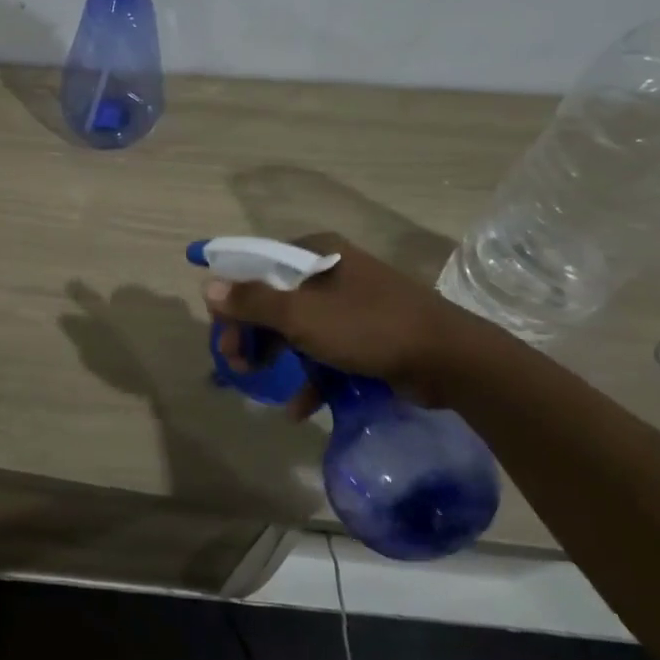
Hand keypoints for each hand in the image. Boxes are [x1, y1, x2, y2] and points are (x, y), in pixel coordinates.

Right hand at [203, 233, 482, 408]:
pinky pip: (323, 349)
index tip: (218, 327)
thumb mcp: (303, 315)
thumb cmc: (370, 327)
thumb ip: (253, 301)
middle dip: (250, 331)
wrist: (452, 360)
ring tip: (256, 381)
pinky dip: (308, 374)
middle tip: (235, 361)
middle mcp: (330, 271)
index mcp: (315, 253)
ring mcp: (349, 304)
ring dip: (274, 354)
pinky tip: (298, 406)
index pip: (256, 264)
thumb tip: (208, 286)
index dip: (231, 294)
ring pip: (295, 326)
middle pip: (273, 297)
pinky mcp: (365, 335)